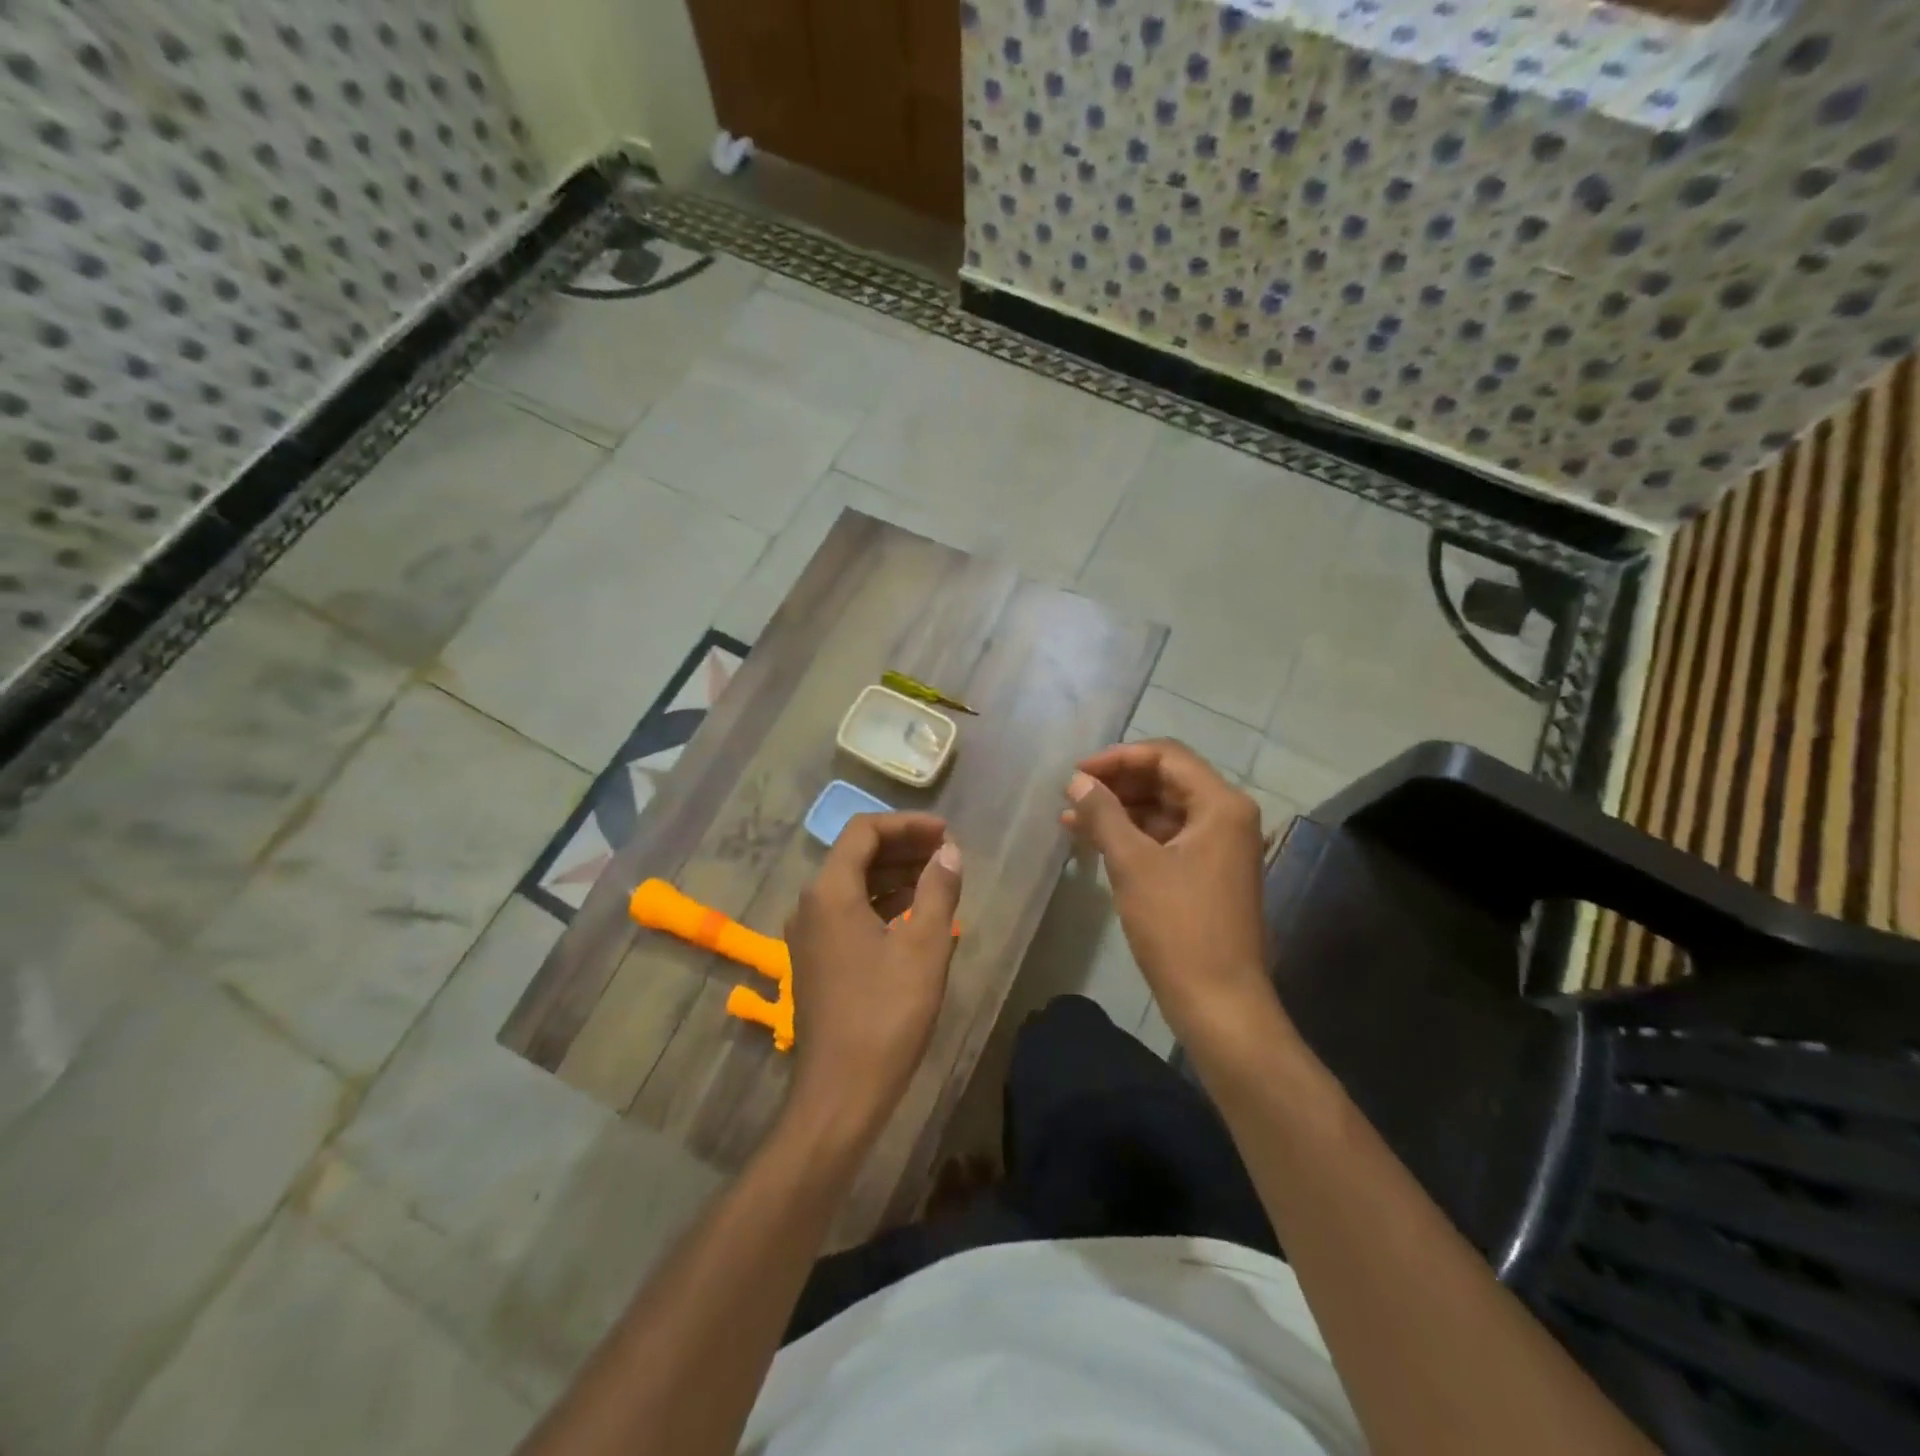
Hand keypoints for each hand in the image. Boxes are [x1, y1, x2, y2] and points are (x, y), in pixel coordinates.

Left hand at [783, 813, 962, 1151]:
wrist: (841, 1093)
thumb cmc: (886, 1015)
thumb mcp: (924, 948)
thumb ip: (938, 890)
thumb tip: (949, 851)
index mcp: (830, 892)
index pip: (864, 831)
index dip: (907, 824)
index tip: (945, 833)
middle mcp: (811, 904)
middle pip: (856, 854)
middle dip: (902, 846)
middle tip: (947, 851)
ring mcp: (810, 933)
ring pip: (852, 883)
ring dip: (893, 873)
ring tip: (938, 877)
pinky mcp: (817, 958)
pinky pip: (848, 911)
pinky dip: (880, 901)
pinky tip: (913, 911)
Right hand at [1063, 740, 1280, 1049]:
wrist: (1219, 1003)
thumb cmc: (1178, 927)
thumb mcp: (1133, 864)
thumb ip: (1103, 814)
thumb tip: (1076, 781)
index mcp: (1221, 804)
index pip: (1166, 756)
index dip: (1118, 758)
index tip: (1076, 773)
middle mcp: (1227, 817)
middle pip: (1166, 780)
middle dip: (1117, 784)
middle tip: (1072, 794)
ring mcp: (1220, 846)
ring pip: (1163, 811)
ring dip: (1120, 811)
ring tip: (1072, 819)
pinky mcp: (1207, 873)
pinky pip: (1166, 839)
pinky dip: (1133, 837)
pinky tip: (1095, 843)